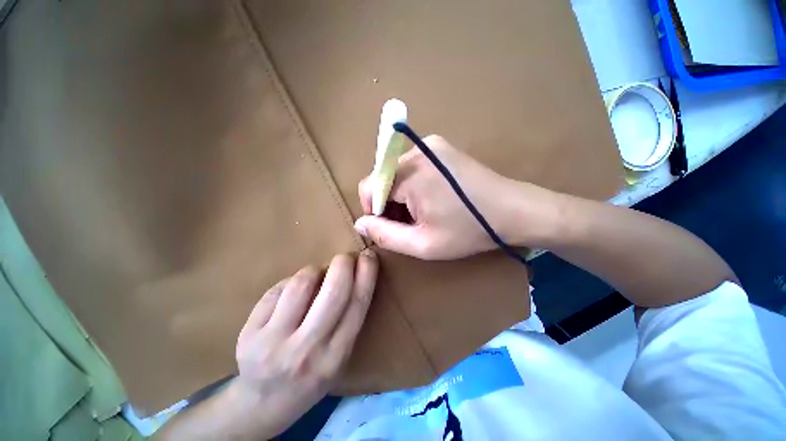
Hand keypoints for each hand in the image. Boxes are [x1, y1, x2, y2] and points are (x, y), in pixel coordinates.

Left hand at [233, 252, 377, 437]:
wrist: (263, 404)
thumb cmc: (310, 375)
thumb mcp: (338, 355)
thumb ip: (347, 318)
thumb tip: (349, 273)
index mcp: (336, 356)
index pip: (357, 304)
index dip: (367, 274)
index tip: (370, 255)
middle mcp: (308, 350)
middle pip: (334, 292)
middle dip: (343, 264)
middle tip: (344, 257)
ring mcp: (274, 343)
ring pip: (301, 284)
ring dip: (313, 270)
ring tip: (314, 276)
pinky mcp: (249, 335)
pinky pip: (277, 290)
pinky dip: (289, 283)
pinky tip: (290, 293)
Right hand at [356, 135, 556, 259]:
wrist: (514, 210)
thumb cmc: (469, 231)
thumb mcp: (423, 244)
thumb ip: (385, 235)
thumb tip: (360, 223)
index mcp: (410, 173)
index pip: (369, 187)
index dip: (374, 211)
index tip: (392, 227)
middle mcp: (417, 150)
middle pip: (384, 179)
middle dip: (391, 204)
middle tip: (412, 223)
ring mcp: (431, 144)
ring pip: (398, 173)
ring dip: (403, 195)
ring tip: (424, 213)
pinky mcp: (440, 147)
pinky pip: (412, 167)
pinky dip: (414, 185)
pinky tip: (433, 199)